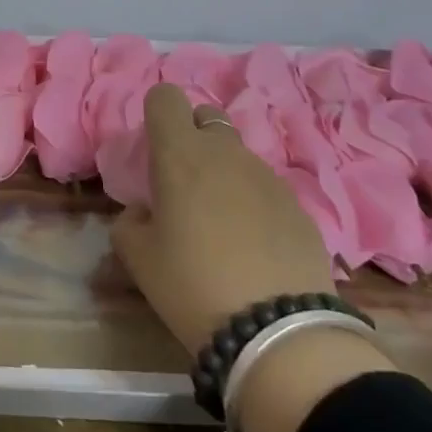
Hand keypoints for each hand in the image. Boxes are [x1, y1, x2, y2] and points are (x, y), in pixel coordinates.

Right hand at [113, 85, 393, 431]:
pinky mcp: (300, 207)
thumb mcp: (137, 256)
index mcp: (179, 153)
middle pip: (206, 117)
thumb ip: (131, 220)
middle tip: (182, 181)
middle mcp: (225, 153)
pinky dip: (252, 202)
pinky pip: (266, 188)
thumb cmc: (191, 284)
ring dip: (223, 172)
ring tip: (218, 221)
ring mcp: (268, 177)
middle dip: (192, 136)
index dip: (156, 113)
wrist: (279, 333)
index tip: (152, 146)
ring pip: (238, 154)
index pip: (166, 97)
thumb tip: (146, 212)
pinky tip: (251, 244)